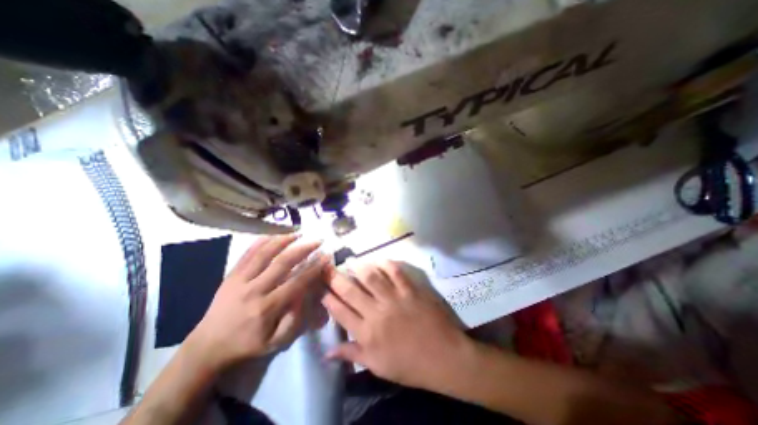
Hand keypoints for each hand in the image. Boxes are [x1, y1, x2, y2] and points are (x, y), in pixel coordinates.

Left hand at [187, 236, 328, 375]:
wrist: (208, 346)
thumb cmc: (247, 344)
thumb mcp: (276, 342)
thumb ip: (294, 319)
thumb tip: (306, 293)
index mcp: (267, 308)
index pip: (296, 282)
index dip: (314, 268)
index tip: (326, 256)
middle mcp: (254, 290)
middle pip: (282, 263)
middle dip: (303, 249)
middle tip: (317, 241)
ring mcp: (240, 280)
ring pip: (264, 253)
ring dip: (283, 240)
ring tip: (298, 233)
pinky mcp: (231, 275)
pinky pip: (247, 253)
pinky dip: (261, 241)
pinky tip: (274, 234)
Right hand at [322, 261, 471, 390]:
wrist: (444, 357)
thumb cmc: (409, 365)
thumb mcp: (378, 366)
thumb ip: (353, 355)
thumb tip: (327, 353)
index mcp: (367, 334)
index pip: (341, 312)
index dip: (328, 298)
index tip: (321, 288)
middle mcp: (377, 312)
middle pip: (351, 291)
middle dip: (336, 278)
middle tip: (328, 268)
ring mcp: (395, 298)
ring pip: (371, 278)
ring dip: (359, 267)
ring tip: (351, 261)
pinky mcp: (410, 290)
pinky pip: (396, 272)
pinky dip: (386, 264)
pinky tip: (378, 260)